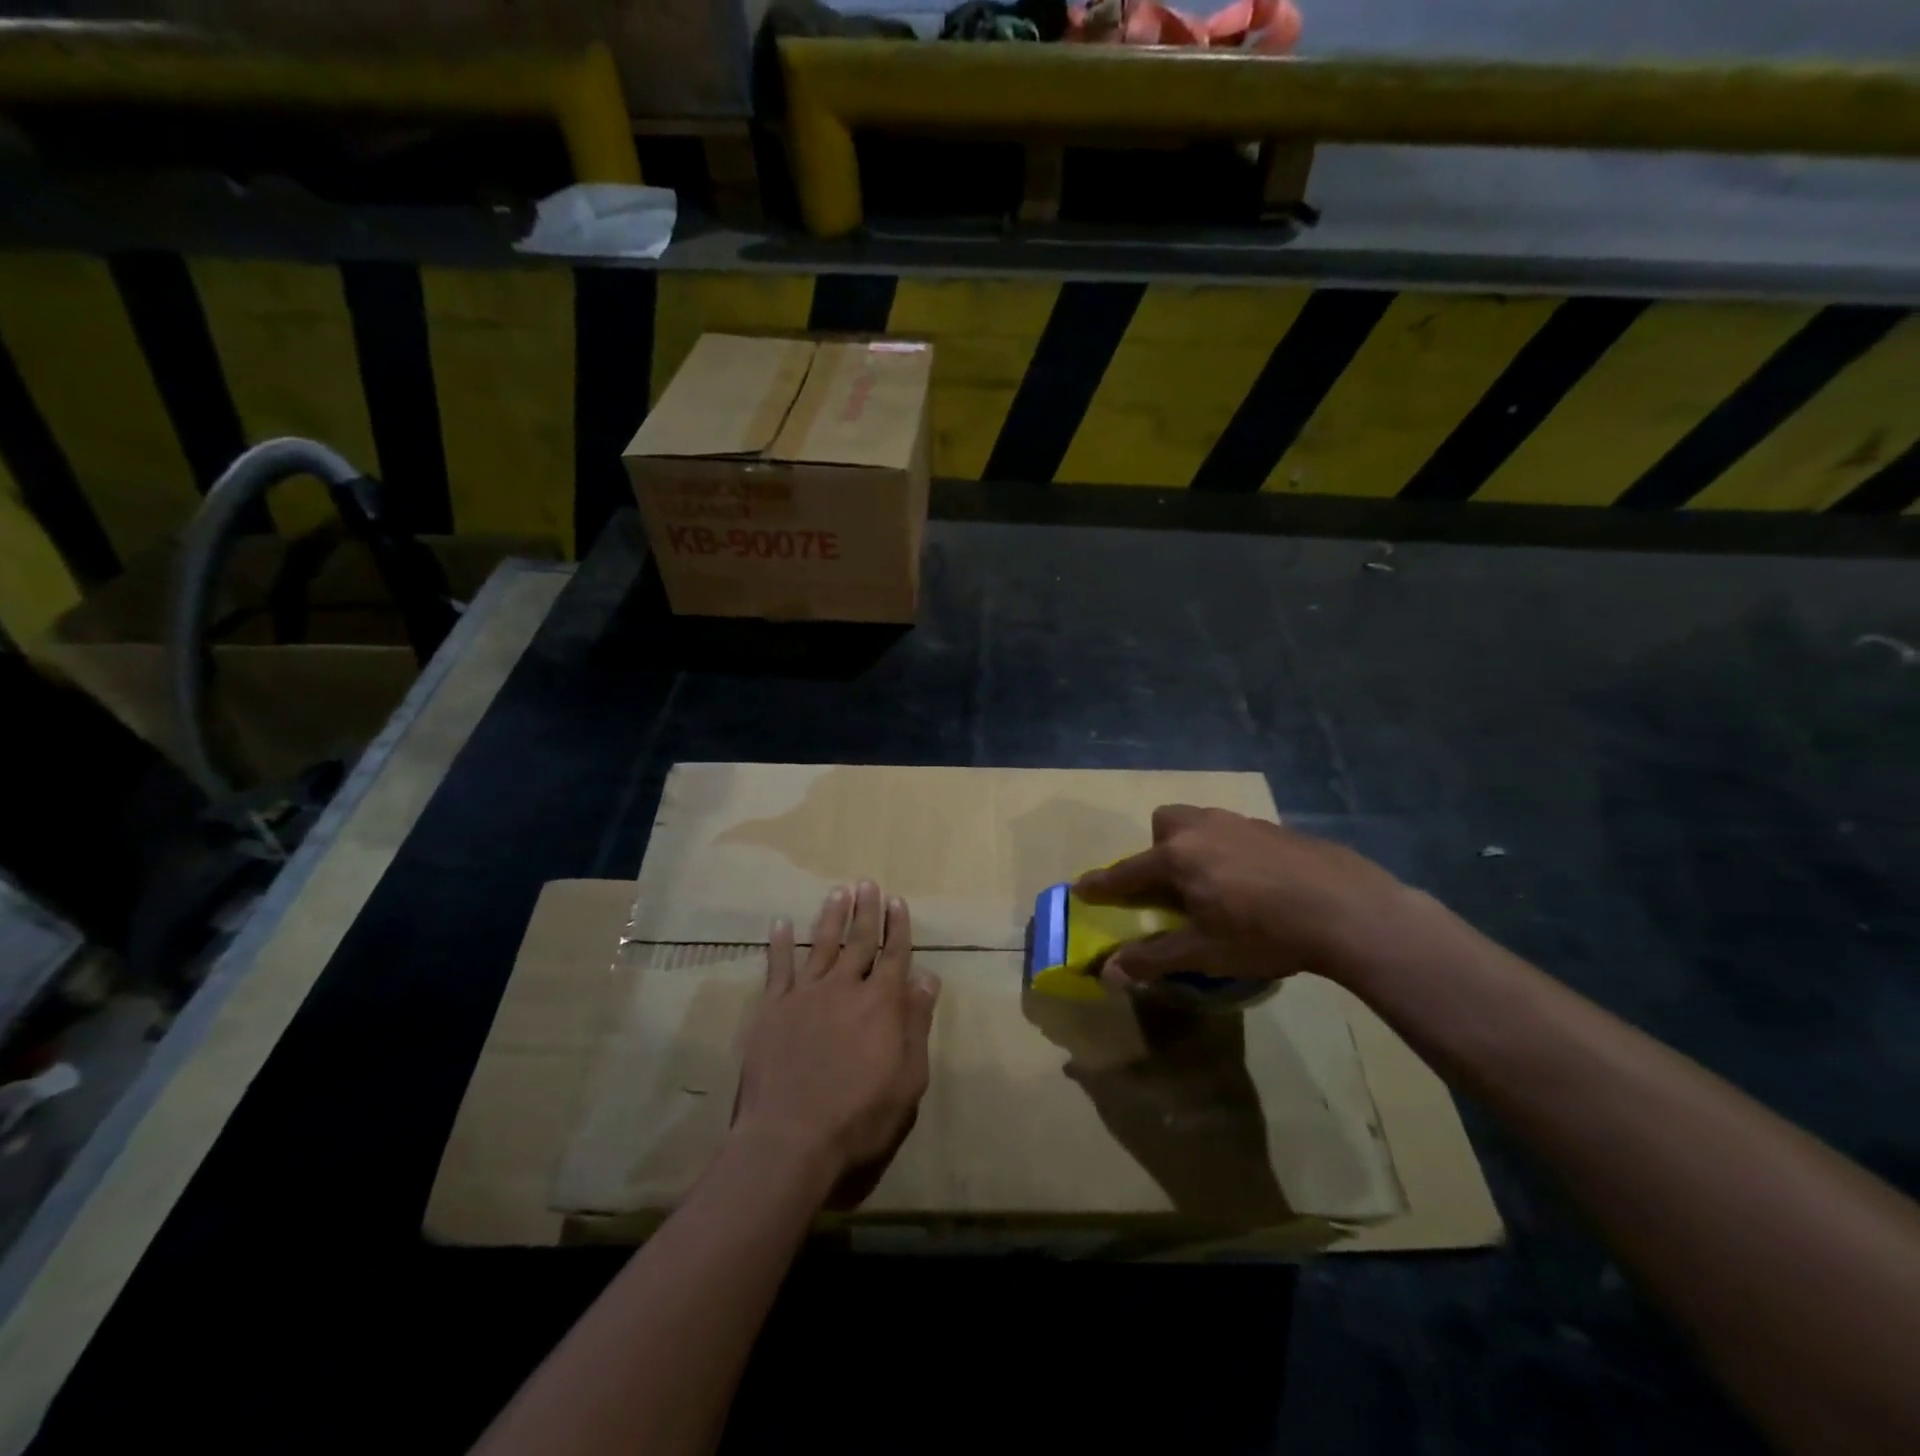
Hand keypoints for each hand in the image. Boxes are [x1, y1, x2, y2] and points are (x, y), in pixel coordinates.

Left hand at [733, 881, 940, 1203]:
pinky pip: (777, 968)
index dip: (897, 927)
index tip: (898, 901)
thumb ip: (916, 1024)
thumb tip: (927, 977)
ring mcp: (805, 995)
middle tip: (867, 883)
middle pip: (859, 941)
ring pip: (822, 945)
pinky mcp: (773, 1009)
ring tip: (838, 892)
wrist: (790, 1139)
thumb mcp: (907, 1078)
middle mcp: (845, 987)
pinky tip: (781, 923)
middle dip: (866, 911)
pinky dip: (780, 944)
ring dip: (831, 917)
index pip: (894, 955)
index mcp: (881, 1003)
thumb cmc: (860, 1116)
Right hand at [1072, 805, 1416, 988]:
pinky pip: (1236, 832)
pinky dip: (1231, 851)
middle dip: (1157, 848)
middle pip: (1164, 823)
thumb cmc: (1265, 932)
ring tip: (1216, 884)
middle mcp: (1204, 829)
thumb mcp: (1205, 953)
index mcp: (1178, 857)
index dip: (1102, 884)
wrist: (1349, 910)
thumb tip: (1108, 973)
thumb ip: (1153, 959)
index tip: (1081, 888)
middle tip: (1173, 884)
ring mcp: (1242, 823)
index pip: (1127, 871)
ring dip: (1194, 846)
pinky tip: (1258, 883)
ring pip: (1202, 823)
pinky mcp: (1276, 828)